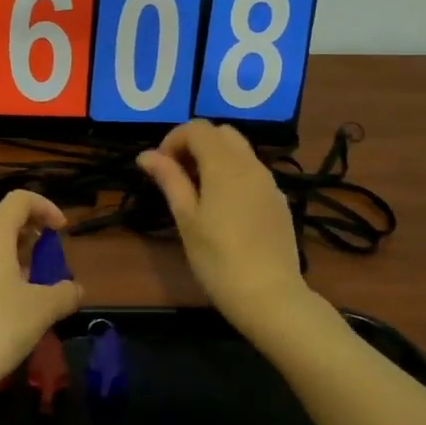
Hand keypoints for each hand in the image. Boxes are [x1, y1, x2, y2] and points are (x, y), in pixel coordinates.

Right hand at [137, 120, 308, 327]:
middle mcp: (251, 165)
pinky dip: (232, 175)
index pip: (197, 128)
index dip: (173, 139)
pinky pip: (252, 173)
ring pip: (240, 152)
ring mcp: (269, 183)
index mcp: (225, 165)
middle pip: (222, 133)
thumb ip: (169, 180)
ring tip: (196, 192)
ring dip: (214, 158)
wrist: (269, 295)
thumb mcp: (186, 218)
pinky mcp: (279, 202)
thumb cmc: (218, 258)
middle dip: (195, 144)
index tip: (160, 167)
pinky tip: (223, 209)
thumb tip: (146, 155)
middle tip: (176, 175)